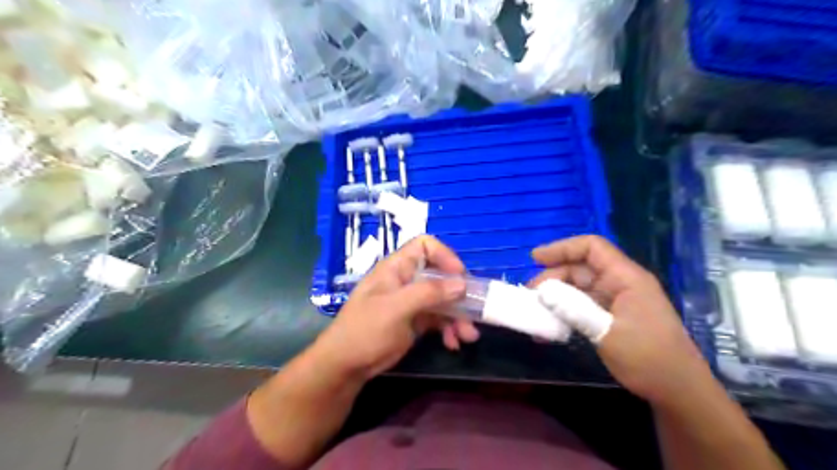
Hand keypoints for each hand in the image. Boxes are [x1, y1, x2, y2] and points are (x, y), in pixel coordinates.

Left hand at [310, 236, 481, 378]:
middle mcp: (407, 280)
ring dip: (458, 316)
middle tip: (473, 312)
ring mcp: (412, 301)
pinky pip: (439, 318)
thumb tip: (462, 284)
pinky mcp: (415, 321)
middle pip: (440, 276)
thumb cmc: (366, 330)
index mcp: (397, 268)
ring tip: (468, 336)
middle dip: (458, 295)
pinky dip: (449, 329)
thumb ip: (428, 293)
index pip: (424, 246)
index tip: (460, 276)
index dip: (444, 256)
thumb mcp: (396, 308)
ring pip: (443, 299)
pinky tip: (453, 343)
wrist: (347, 365)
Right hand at [529, 237, 711, 405]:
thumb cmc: (648, 358)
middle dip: (553, 278)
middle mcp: (620, 283)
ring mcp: (615, 301)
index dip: (562, 248)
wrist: (678, 392)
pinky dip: (564, 314)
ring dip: (555, 299)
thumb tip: (542, 291)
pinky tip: (549, 329)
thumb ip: (574, 309)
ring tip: (535, 314)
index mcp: (626, 278)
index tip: (535, 258)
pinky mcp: (611, 317)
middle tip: (530, 296)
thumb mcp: (607, 333)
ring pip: (578, 288)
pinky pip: (582, 307)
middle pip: (580, 269)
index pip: (592, 248)